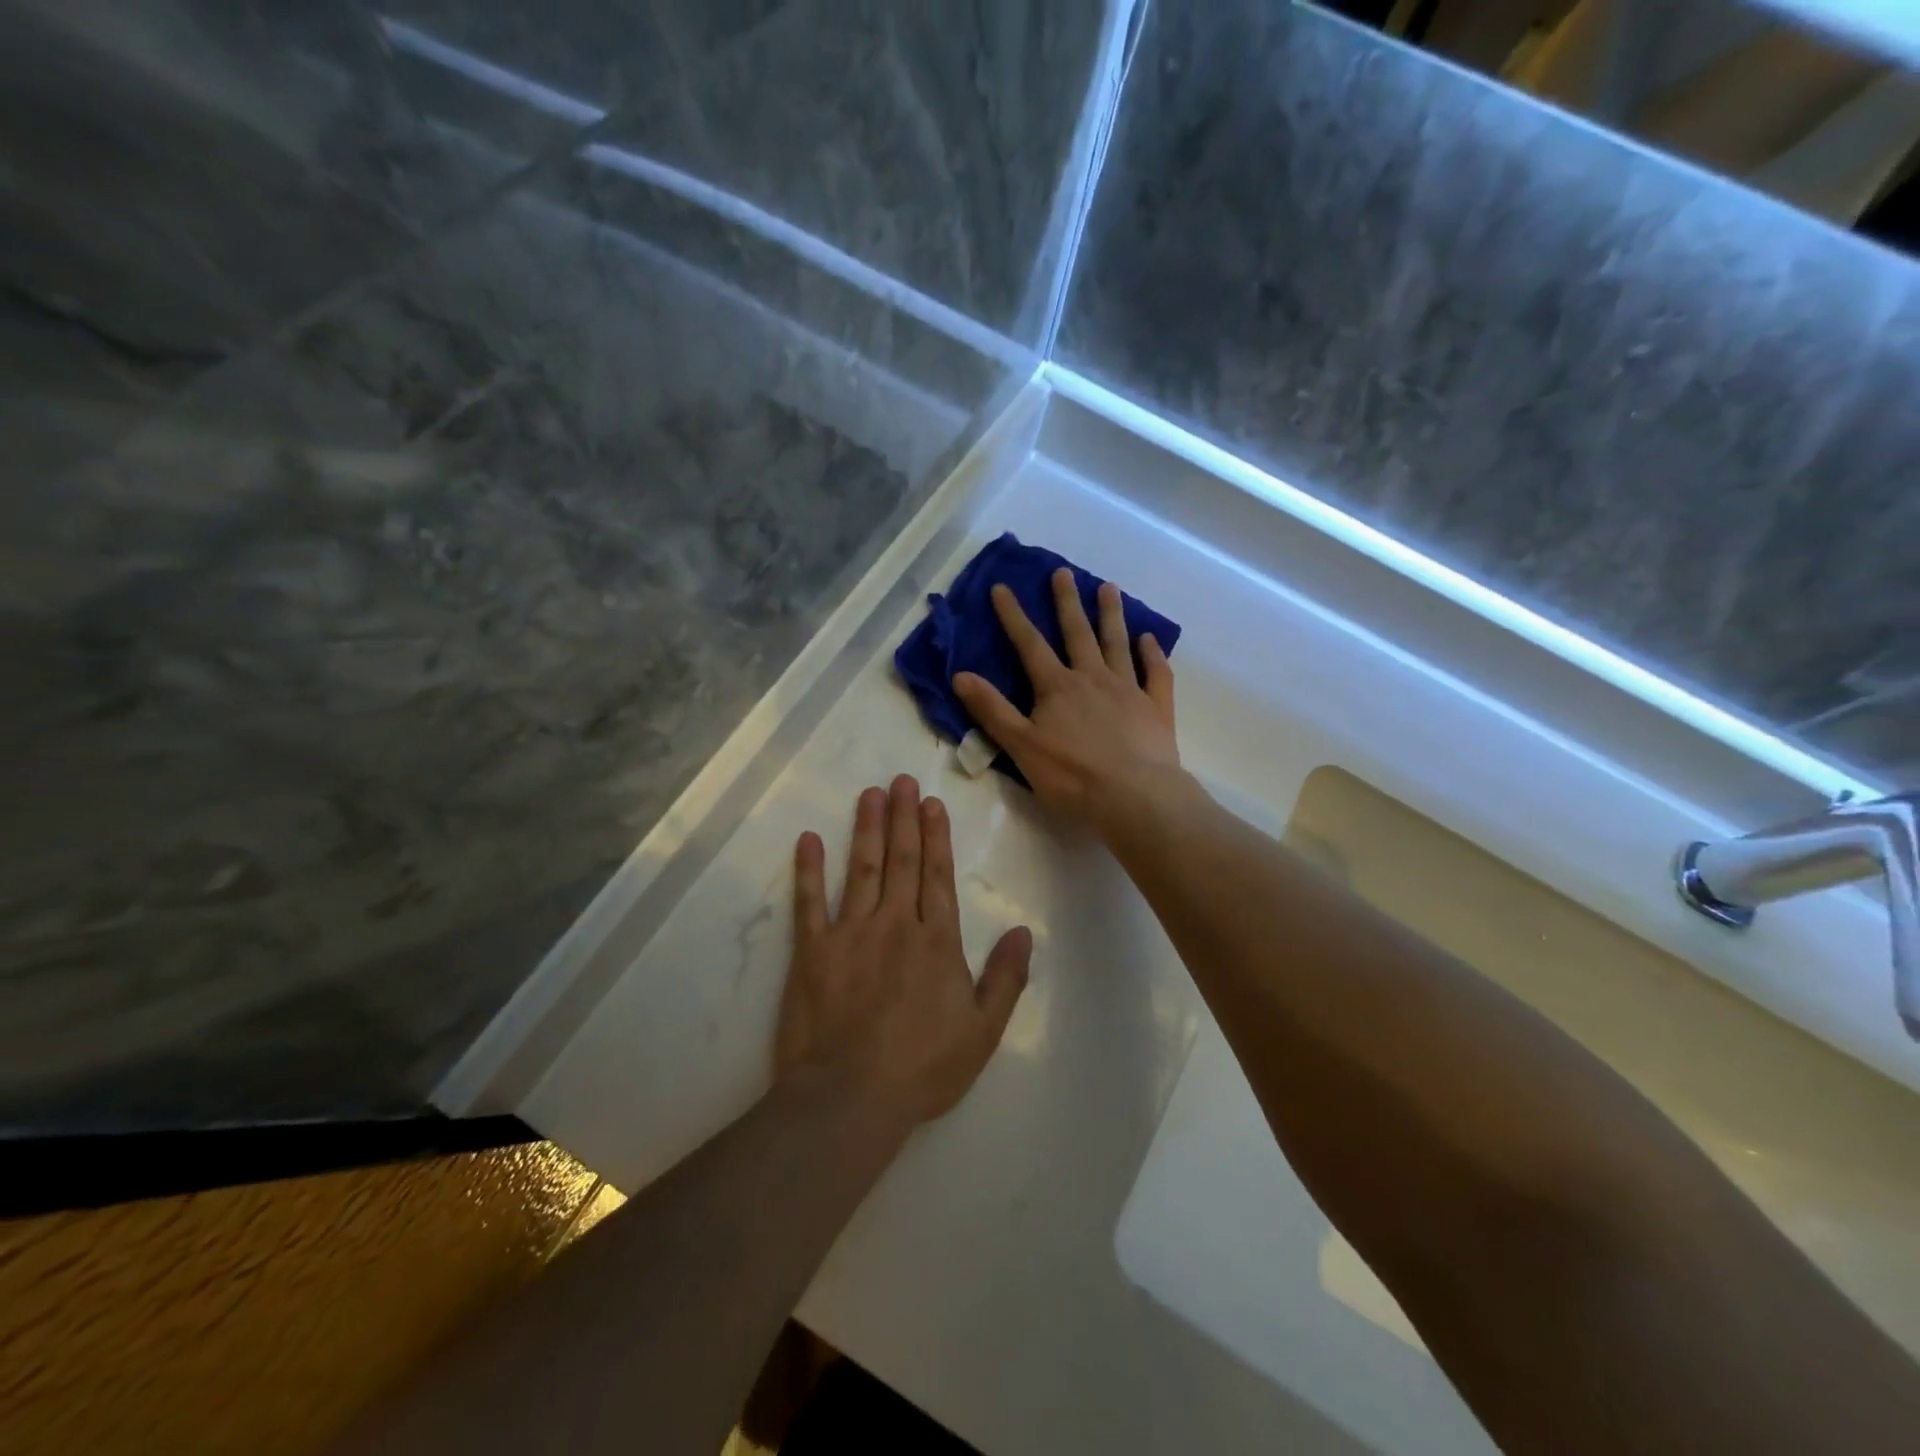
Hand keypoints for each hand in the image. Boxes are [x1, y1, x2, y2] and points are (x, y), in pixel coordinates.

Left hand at [776, 775, 1031, 1128]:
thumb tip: (1022, 931)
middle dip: (903, 818)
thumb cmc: (922, 1068)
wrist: (850, 1098)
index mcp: (936, 941)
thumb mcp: (983, 1031)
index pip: (937, 876)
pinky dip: (809, 869)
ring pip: (861, 869)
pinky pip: (810, 902)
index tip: (932, 803)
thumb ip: (1005, 977)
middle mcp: (894, 924)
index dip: (936, 837)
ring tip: (870, 794)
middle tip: (902, 780)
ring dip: (866, 829)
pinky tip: (809, 839)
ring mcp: (850, 933)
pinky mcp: (812, 951)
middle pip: (900, 861)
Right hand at [952, 569, 1181, 832]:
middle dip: (1066, 602)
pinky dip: (1152, 654)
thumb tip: (960, 675)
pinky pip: (1155, 673)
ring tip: (1109, 588)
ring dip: (1111, 615)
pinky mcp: (1156, 708)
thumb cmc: (1072, 777)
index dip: (1013, 615)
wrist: (1135, 798)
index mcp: (1057, 688)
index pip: (1030, 644)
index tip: (1002, 587)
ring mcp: (1128, 690)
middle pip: (1077, 633)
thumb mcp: (1021, 747)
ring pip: (1117, 644)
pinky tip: (1150, 639)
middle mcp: (1092, 679)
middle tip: (1063, 572)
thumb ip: (992, 710)